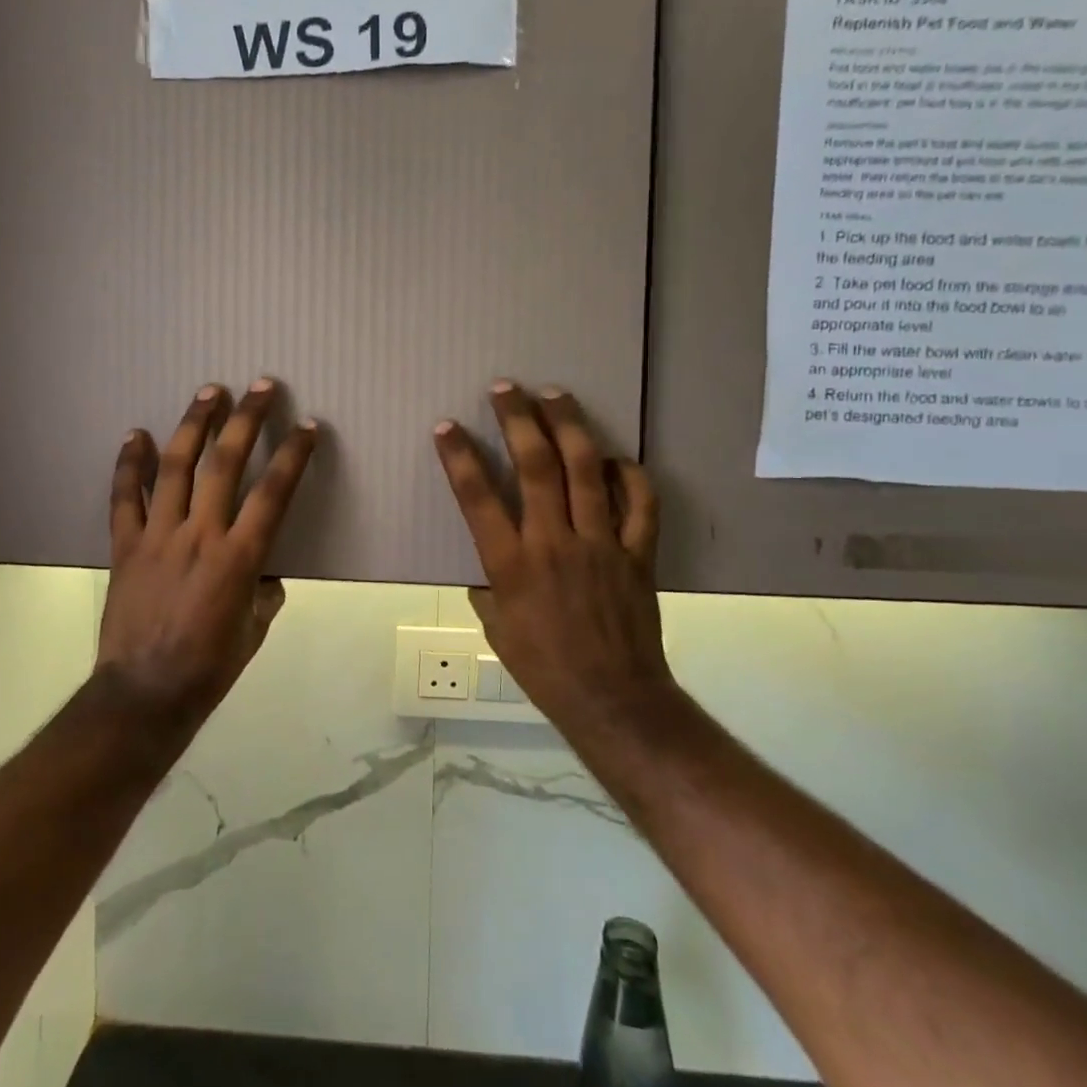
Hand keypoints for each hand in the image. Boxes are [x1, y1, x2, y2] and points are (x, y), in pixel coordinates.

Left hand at [99, 380, 318, 726]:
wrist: (144, 694)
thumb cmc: (209, 667)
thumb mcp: (254, 631)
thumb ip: (264, 592)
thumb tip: (264, 573)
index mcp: (239, 558)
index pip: (273, 493)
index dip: (293, 455)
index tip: (306, 426)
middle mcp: (199, 535)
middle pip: (226, 464)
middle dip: (246, 420)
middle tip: (260, 386)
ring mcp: (157, 536)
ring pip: (175, 467)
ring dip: (193, 424)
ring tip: (209, 391)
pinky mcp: (125, 546)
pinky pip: (124, 497)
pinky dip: (129, 464)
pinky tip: (136, 434)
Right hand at [433, 382, 672, 732]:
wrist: (612, 699)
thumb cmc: (543, 667)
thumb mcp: (496, 628)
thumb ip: (489, 586)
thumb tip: (487, 565)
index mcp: (512, 565)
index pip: (478, 499)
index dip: (459, 457)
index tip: (446, 426)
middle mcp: (554, 543)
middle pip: (536, 467)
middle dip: (518, 420)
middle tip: (506, 388)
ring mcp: (600, 544)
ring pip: (586, 470)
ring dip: (569, 426)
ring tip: (555, 395)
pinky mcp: (637, 553)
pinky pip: (640, 503)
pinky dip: (628, 474)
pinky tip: (614, 458)